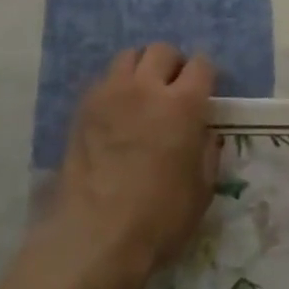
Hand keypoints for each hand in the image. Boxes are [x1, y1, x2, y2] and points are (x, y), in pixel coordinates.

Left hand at [51, 44, 218, 288]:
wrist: (95, 237)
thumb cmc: (159, 217)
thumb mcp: (202, 189)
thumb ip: (206, 151)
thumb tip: (204, 133)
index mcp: (183, 104)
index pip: (201, 65)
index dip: (206, 74)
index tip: (206, 91)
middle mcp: (146, 88)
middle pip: (161, 51)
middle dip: (173, 64)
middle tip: (175, 89)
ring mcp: (109, 95)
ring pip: (128, 57)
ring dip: (141, 69)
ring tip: (143, 95)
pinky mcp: (82, 110)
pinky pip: (103, 81)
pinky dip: (115, 87)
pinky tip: (118, 114)